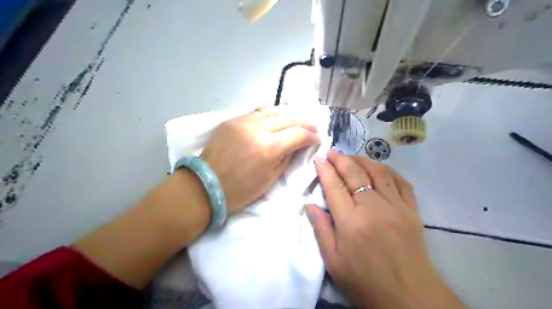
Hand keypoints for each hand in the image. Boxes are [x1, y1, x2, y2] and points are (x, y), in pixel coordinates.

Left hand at [202, 107, 319, 212]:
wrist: (205, 186)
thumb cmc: (240, 190)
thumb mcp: (270, 179)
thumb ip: (286, 158)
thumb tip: (296, 145)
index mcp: (269, 148)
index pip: (298, 134)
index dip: (311, 136)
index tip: (317, 138)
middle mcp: (257, 129)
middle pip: (287, 118)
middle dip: (303, 123)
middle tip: (312, 127)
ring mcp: (242, 121)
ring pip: (272, 110)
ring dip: (288, 115)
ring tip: (296, 120)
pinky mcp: (231, 120)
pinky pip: (256, 112)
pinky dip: (270, 115)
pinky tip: (275, 119)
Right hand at [304, 151, 461, 306]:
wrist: (409, 296)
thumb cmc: (365, 281)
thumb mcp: (334, 261)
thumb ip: (321, 230)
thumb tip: (310, 205)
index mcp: (351, 222)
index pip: (335, 186)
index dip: (325, 170)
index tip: (319, 158)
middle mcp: (373, 207)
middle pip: (355, 174)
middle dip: (341, 159)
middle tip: (332, 152)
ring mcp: (396, 206)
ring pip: (378, 172)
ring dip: (362, 160)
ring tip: (351, 157)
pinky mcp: (411, 210)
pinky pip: (401, 181)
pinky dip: (388, 170)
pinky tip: (379, 168)